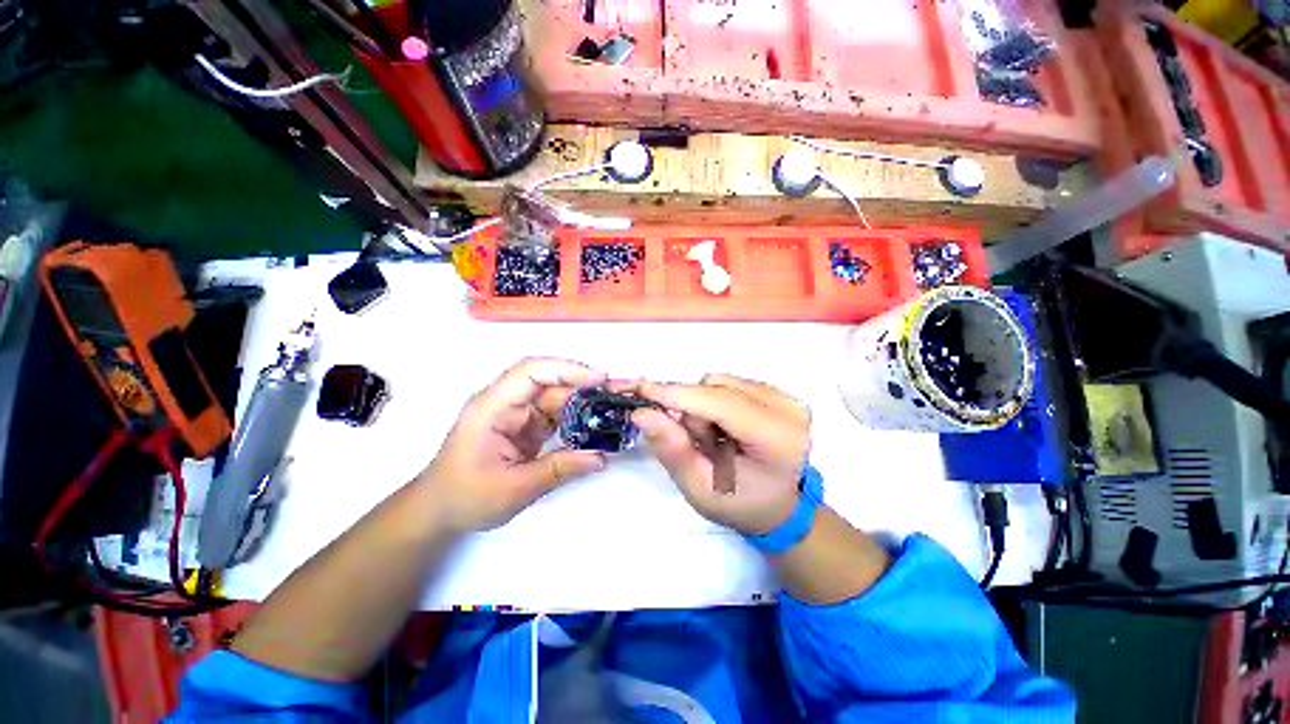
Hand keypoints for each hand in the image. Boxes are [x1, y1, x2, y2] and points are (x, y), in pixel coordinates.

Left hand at [419, 358, 607, 533]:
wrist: (439, 512)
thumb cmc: (465, 498)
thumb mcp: (513, 489)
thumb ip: (559, 470)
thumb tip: (600, 458)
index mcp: (492, 407)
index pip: (530, 372)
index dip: (566, 369)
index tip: (598, 378)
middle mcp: (505, 402)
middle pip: (548, 381)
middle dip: (582, 384)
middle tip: (615, 394)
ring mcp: (516, 413)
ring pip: (555, 396)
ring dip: (582, 401)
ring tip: (611, 409)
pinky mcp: (525, 425)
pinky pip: (555, 413)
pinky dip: (575, 417)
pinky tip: (594, 424)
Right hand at [632, 375, 810, 535]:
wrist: (778, 505)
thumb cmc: (740, 504)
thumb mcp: (700, 488)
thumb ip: (673, 449)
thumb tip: (642, 413)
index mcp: (778, 440)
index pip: (721, 404)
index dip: (679, 396)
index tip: (641, 389)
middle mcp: (789, 410)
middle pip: (718, 388)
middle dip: (693, 411)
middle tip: (697, 443)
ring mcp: (787, 397)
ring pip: (721, 381)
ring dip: (704, 406)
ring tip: (714, 438)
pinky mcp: (779, 392)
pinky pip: (730, 383)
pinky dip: (715, 401)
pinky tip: (725, 426)